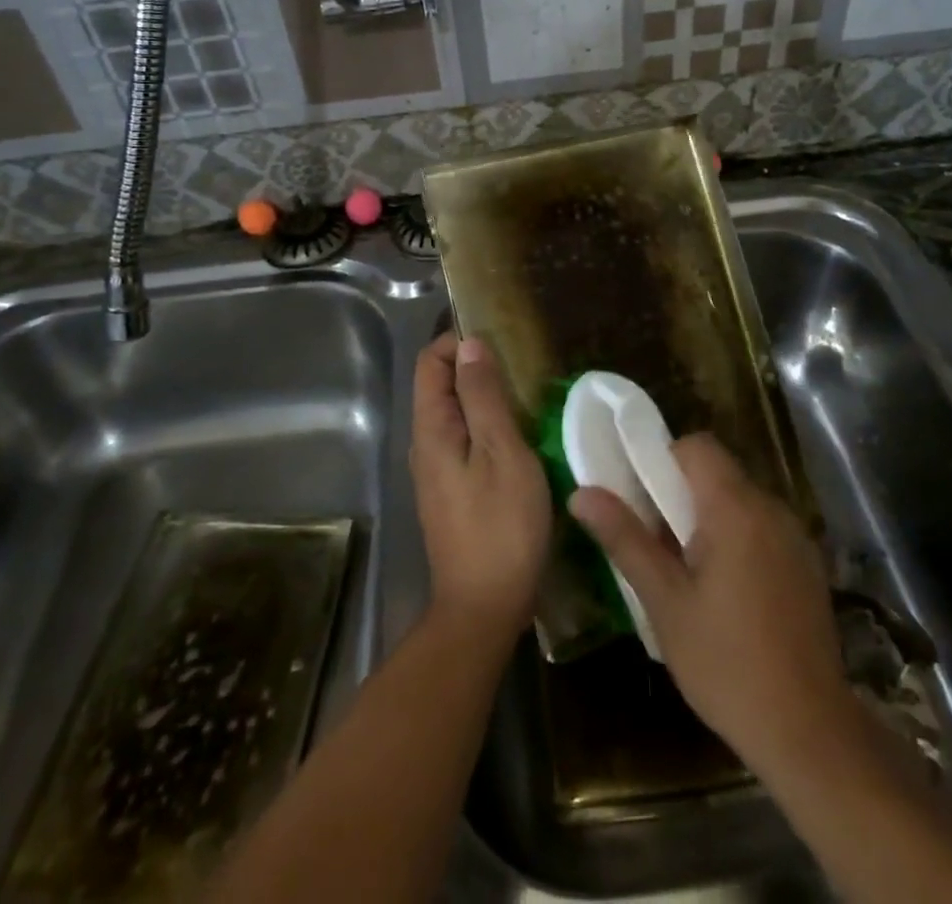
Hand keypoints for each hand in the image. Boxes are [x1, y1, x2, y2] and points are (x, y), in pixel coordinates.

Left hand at [411, 333, 550, 637]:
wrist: (483, 608)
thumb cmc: (500, 526)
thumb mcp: (501, 452)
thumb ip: (484, 396)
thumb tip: (470, 344)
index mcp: (431, 429)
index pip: (430, 362)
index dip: (459, 342)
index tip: (501, 342)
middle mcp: (425, 444)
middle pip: (440, 386)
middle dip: (475, 367)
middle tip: (522, 368)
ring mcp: (437, 471)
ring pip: (455, 414)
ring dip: (485, 397)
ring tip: (527, 397)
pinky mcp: (452, 491)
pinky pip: (464, 440)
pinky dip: (487, 426)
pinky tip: (520, 437)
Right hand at [569, 435, 854, 779]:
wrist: (810, 734)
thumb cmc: (726, 664)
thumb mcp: (665, 602)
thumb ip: (625, 539)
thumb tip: (581, 493)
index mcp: (736, 509)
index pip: (696, 446)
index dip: (662, 459)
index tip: (640, 498)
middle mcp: (771, 509)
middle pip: (717, 471)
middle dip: (680, 493)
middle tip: (655, 540)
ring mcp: (796, 537)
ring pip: (739, 500)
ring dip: (707, 517)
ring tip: (685, 570)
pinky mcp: (807, 565)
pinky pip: (761, 527)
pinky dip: (736, 538)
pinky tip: (725, 592)